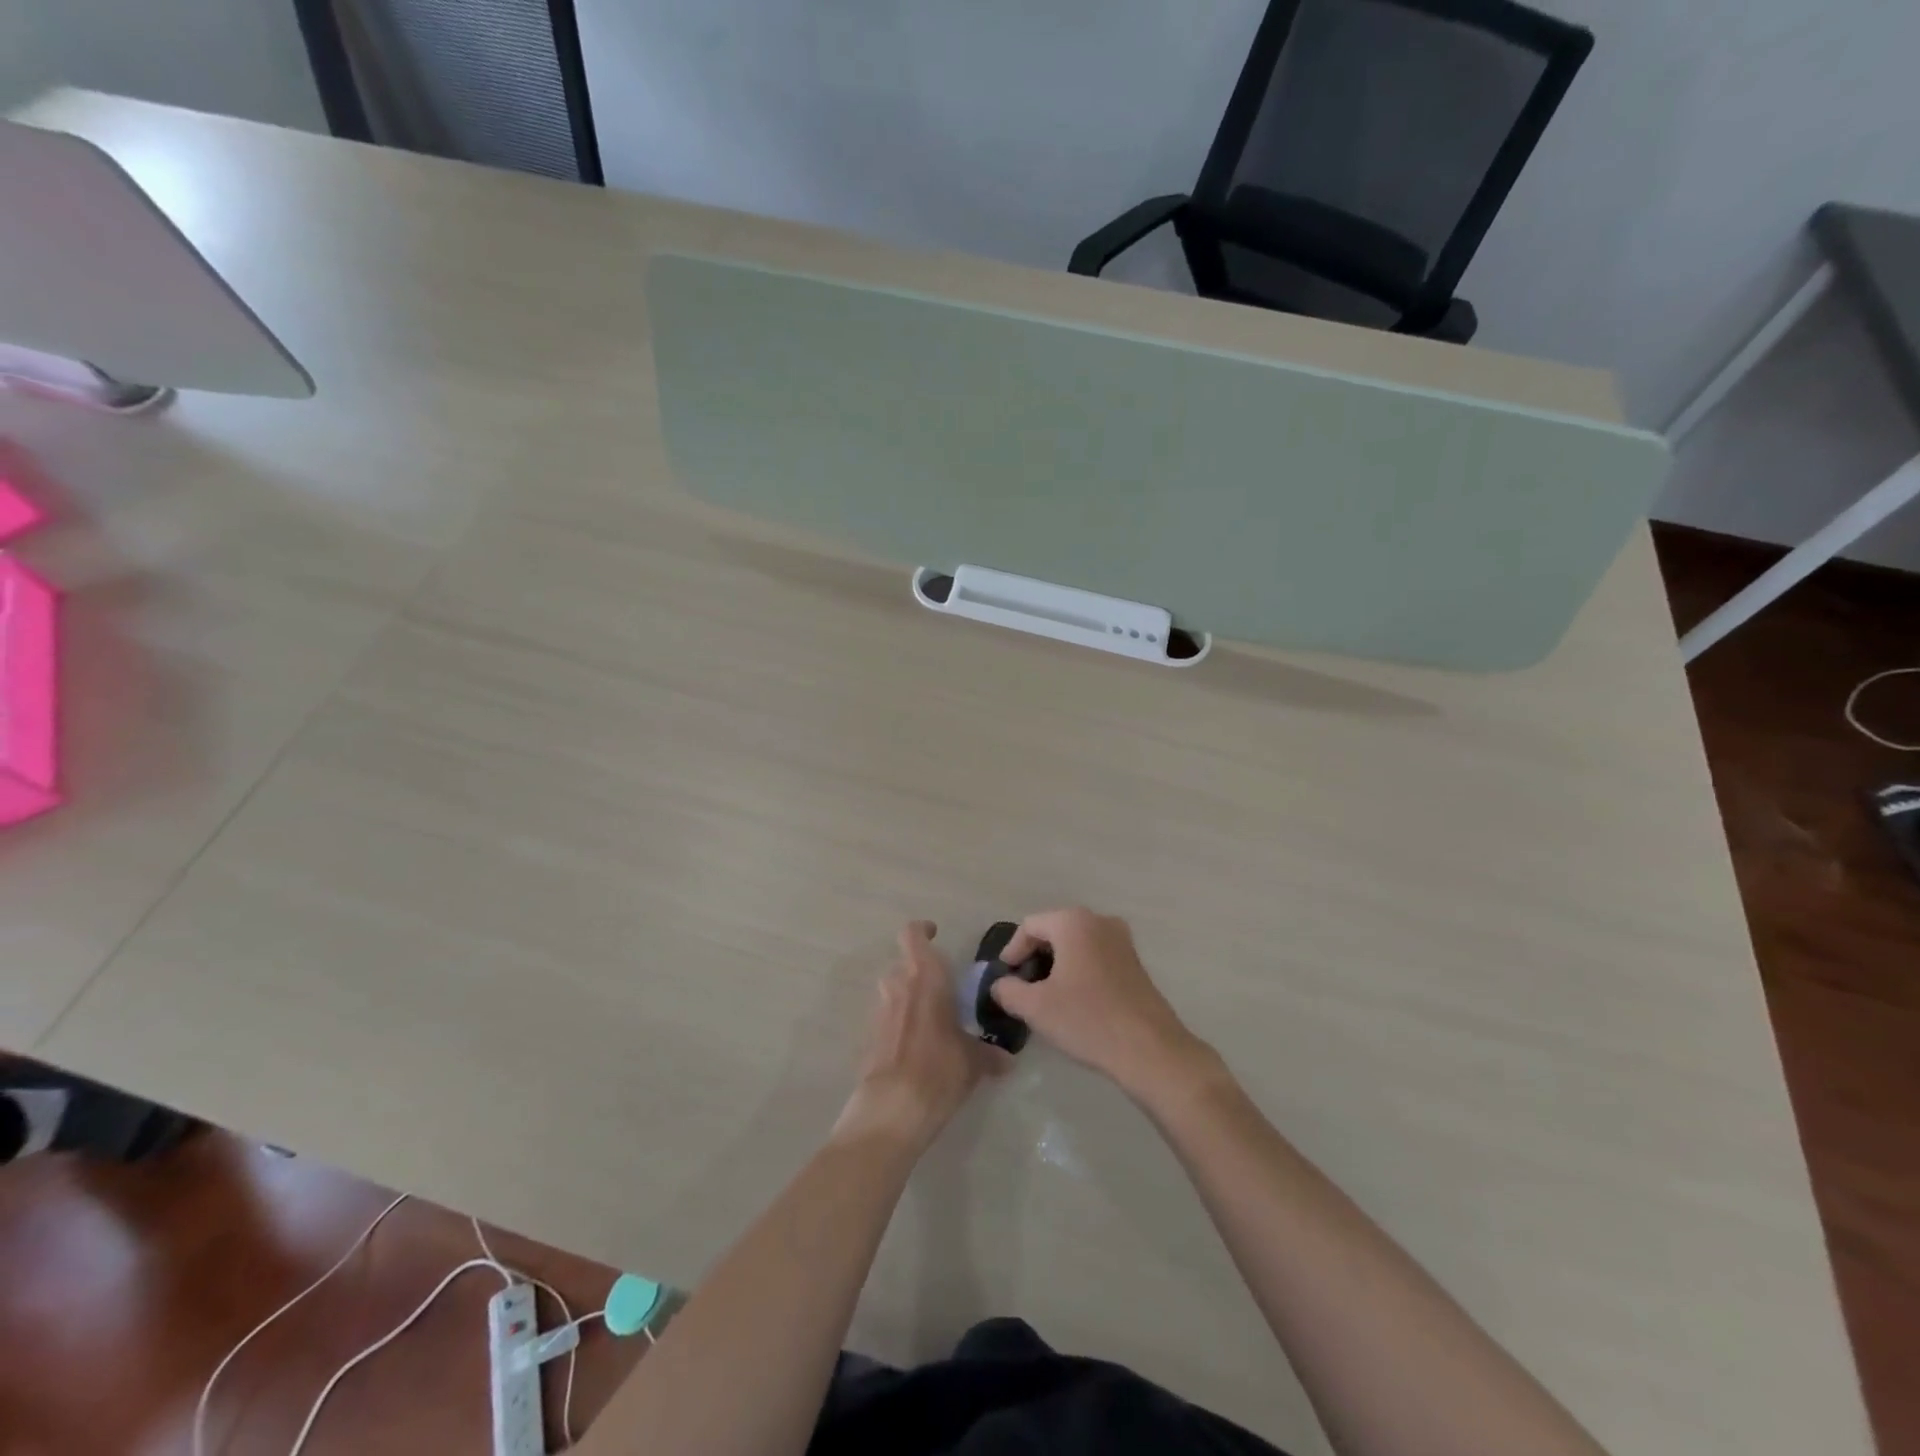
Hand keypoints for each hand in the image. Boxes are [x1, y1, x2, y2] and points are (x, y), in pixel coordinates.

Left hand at [835, 921, 1000, 1151]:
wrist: (893, 1109)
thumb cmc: (939, 1070)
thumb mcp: (973, 1062)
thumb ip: (988, 1054)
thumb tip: (1006, 1059)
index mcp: (925, 977)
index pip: (913, 935)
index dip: (922, 930)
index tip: (935, 934)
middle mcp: (898, 986)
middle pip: (902, 964)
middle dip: (919, 972)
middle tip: (942, 989)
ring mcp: (879, 1012)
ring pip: (892, 991)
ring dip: (907, 997)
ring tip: (931, 1020)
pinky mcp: (868, 1038)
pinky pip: (886, 1019)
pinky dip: (899, 1024)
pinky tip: (917, 1048)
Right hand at [993, 908, 1215, 1098]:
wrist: (1150, 1050)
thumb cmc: (1088, 1020)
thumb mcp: (1035, 1007)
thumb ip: (1008, 990)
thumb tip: (1000, 985)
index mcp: (1073, 922)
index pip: (1029, 926)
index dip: (1012, 951)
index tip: (1005, 980)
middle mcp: (1099, 921)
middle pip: (1053, 931)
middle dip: (1034, 958)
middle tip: (1023, 988)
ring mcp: (1122, 940)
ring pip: (1076, 945)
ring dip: (1057, 966)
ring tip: (1046, 997)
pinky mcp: (1134, 962)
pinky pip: (1095, 956)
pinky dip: (1079, 971)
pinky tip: (1074, 1001)